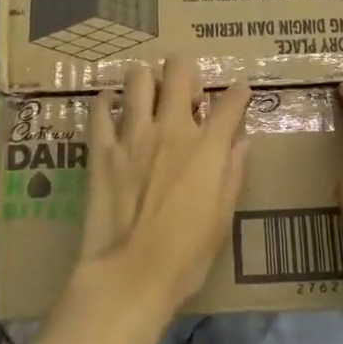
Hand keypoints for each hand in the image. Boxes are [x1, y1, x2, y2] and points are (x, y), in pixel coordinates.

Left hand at [78, 56, 252, 315]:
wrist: (131, 274)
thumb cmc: (186, 255)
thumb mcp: (222, 218)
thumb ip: (233, 173)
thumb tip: (242, 142)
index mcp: (207, 147)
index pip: (231, 102)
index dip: (239, 92)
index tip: (239, 93)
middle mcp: (172, 129)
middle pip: (179, 71)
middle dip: (186, 69)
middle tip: (186, 89)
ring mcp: (133, 134)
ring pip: (137, 79)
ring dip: (146, 80)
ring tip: (148, 94)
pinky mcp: (101, 149)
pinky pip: (100, 110)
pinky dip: (107, 103)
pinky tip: (111, 107)